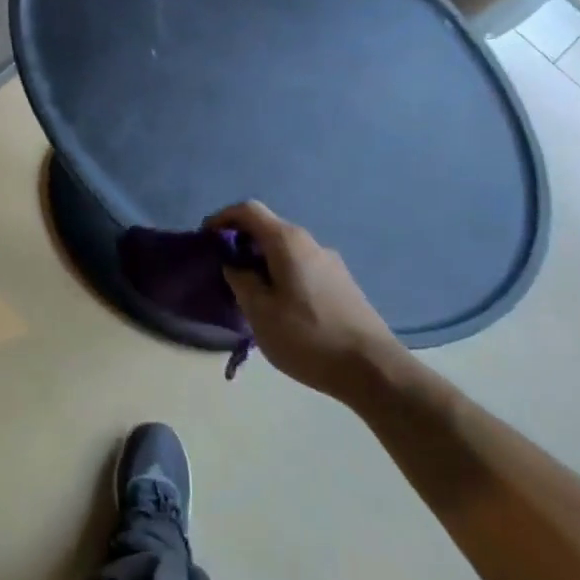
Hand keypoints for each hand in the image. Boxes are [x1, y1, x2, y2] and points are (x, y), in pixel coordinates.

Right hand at [206, 201, 399, 398]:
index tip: (206, 239)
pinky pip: (302, 268)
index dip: (222, 218)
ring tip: (249, 295)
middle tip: (224, 272)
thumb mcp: (260, 312)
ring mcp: (330, 263)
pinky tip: (280, 308)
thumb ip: (241, 281)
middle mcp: (311, 243)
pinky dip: (281, 275)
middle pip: (268, 229)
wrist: (373, 369)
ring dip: (262, 262)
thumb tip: (235, 264)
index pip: (248, 210)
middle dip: (241, 243)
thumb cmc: (309, 337)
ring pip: (286, 251)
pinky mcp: (342, 284)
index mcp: (288, 242)